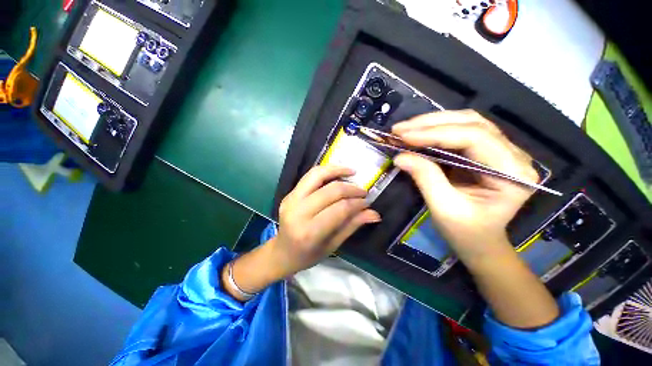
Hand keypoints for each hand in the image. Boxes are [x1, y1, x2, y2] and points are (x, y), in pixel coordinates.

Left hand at [272, 165, 380, 275]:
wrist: (282, 252)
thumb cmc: (308, 255)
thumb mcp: (333, 245)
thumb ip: (352, 225)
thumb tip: (374, 214)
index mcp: (309, 232)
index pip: (339, 209)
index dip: (357, 203)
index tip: (367, 202)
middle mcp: (298, 212)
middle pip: (330, 191)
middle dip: (351, 188)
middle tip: (363, 191)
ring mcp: (290, 200)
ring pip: (316, 175)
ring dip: (337, 170)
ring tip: (352, 172)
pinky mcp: (289, 193)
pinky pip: (309, 176)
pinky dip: (325, 171)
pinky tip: (337, 173)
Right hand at [391, 110, 539, 264]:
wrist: (479, 242)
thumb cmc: (466, 232)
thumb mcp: (444, 208)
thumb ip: (425, 178)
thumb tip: (400, 156)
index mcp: (513, 172)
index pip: (475, 138)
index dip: (435, 133)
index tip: (404, 136)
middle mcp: (513, 155)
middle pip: (472, 123)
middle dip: (431, 124)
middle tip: (399, 129)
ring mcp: (500, 151)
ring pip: (466, 122)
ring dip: (431, 123)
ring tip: (405, 129)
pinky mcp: (484, 152)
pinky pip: (459, 132)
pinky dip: (434, 131)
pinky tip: (417, 134)